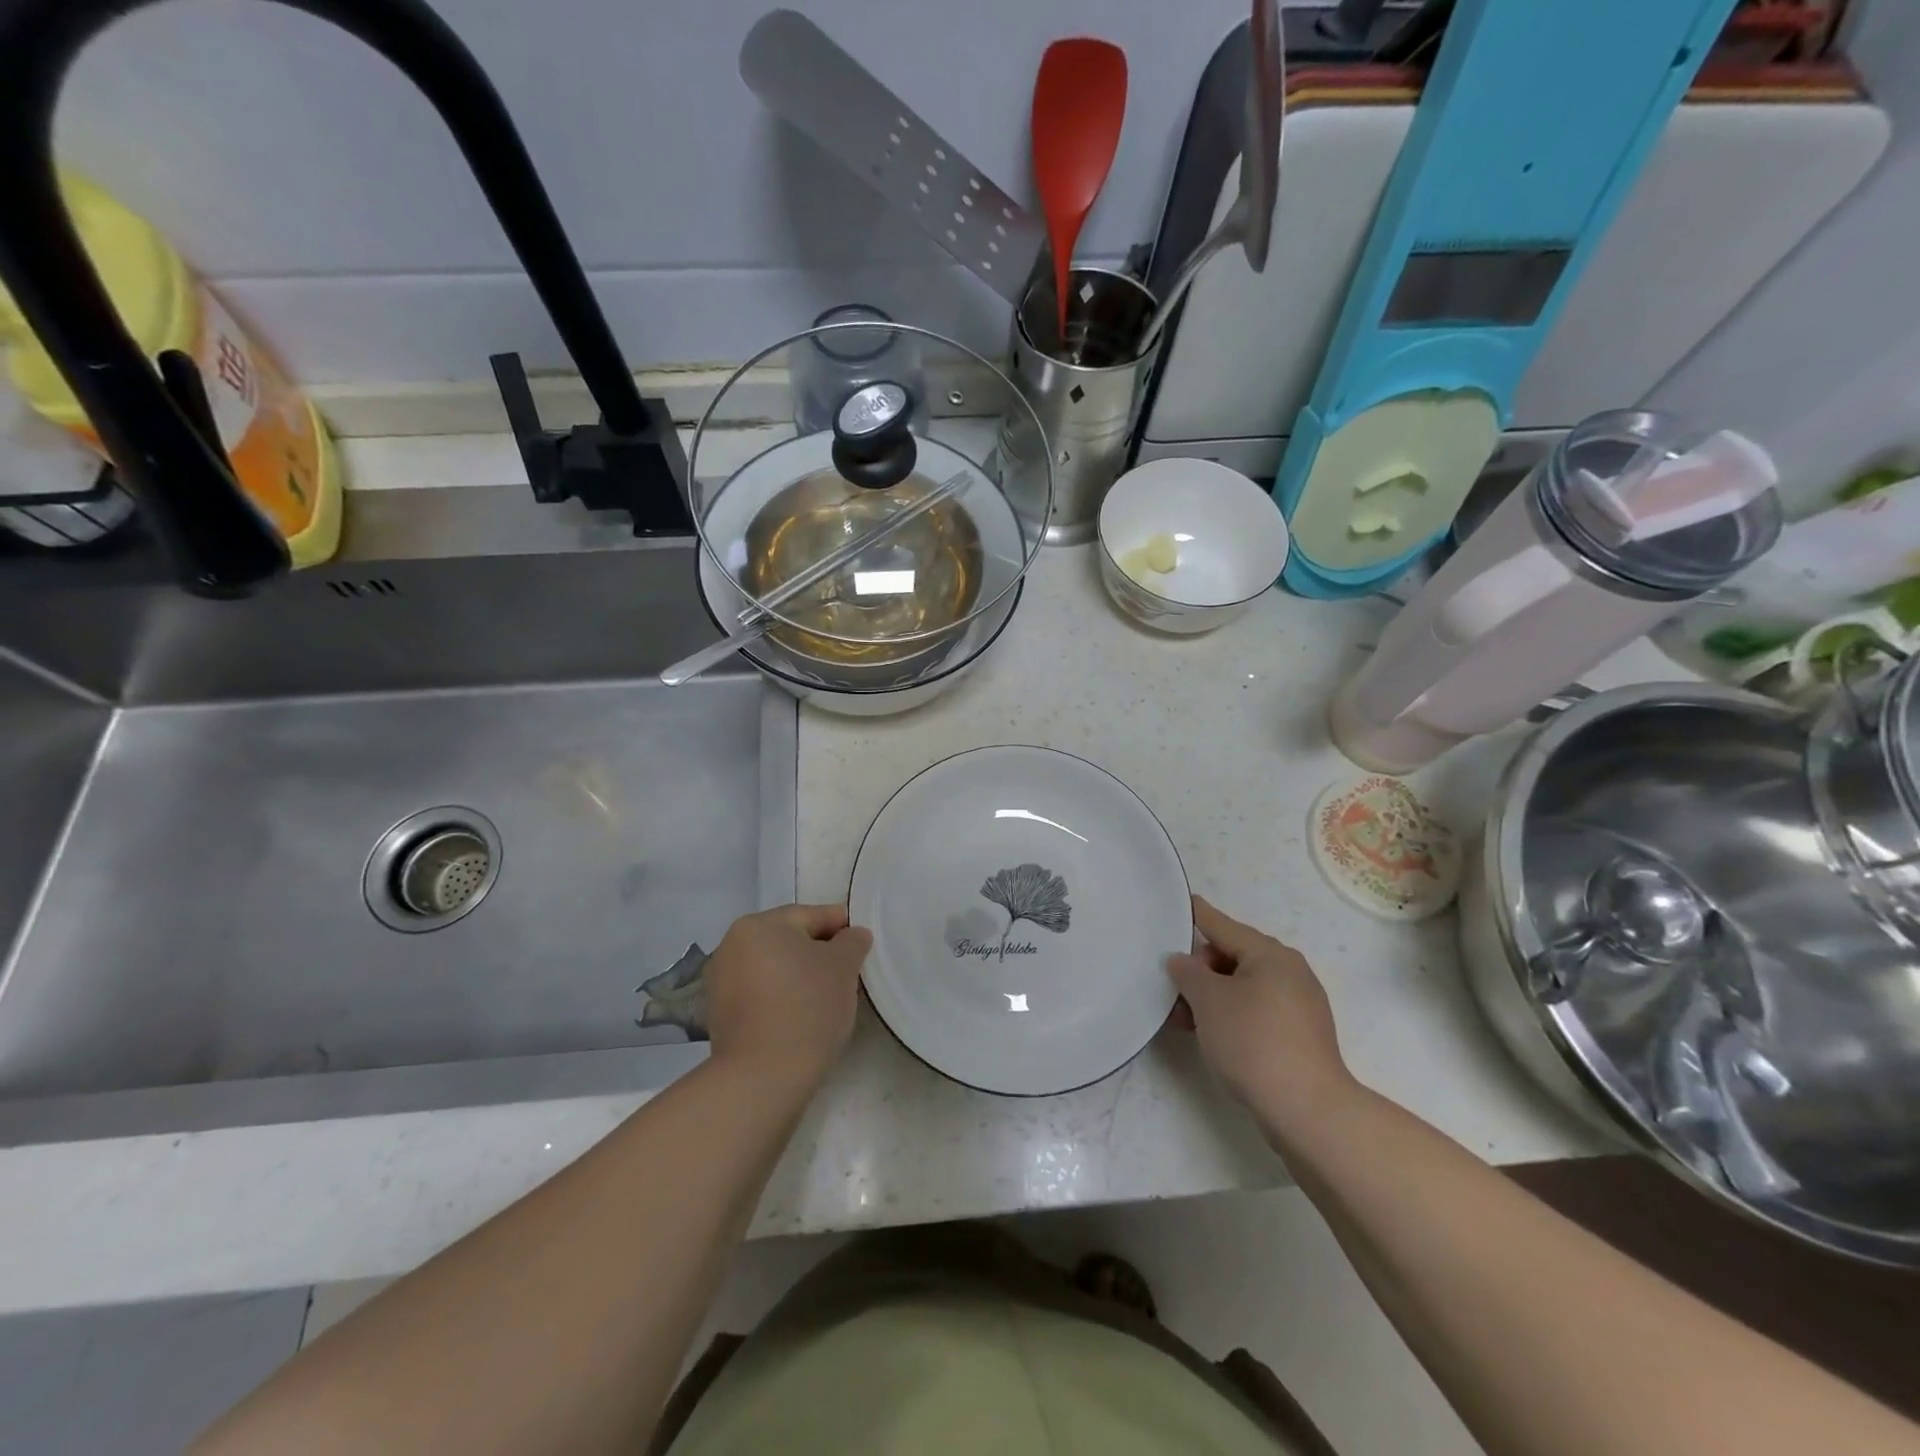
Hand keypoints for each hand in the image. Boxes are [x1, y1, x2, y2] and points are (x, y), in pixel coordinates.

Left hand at [704, 903, 872, 1087]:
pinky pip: (761, 992)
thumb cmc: (807, 1008)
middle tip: (849, 972)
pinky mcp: (720, 1014)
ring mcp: (721, 981)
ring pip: (775, 967)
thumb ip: (852, 941)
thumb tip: (852, 935)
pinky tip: (802, 1014)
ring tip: (828, 996)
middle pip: (790, 940)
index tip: (862, 944)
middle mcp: (732, 945)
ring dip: (800, 975)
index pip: (811, 915)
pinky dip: (782, 996)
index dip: (842, 927)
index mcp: (758, 925)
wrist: (762, 1077)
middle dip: (820, 952)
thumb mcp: (843, 967)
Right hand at [1167, 896, 1355, 1135]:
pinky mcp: (1300, 1035)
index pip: (1223, 925)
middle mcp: (1290, 971)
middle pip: (1233, 956)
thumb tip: (1182, 961)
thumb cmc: (1253, 1042)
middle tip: (1173, 992)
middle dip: (1200, 971)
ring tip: (1185, 1020)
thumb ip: (1188, 973)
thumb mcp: (1209, 1001)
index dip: (1197, 915)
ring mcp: (1299, 1004)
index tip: (1181, 901)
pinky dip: (1232, 1014)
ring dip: (1212, 997)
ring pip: (1244, 986)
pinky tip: (1212, 1035)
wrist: (1307, 1110)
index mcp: (1271, 954)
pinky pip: (1257, 1010)